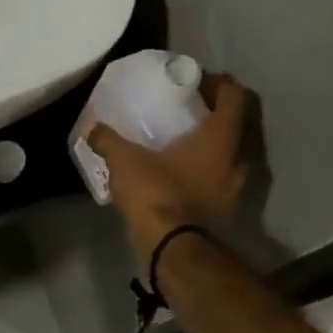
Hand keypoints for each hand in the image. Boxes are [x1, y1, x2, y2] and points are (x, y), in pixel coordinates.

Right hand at [87, 72, 249, 262]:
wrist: (175, 250)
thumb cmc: (158, 194)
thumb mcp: (125, 161)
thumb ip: (108, 140)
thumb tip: (92, 128)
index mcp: (222, 136)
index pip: (235, 95)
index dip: (218, 82)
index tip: (196, 82)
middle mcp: (239, 158)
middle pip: (238, 123)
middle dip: (216, 113)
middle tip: (188, 110)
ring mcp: (238, 188)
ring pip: (232, 154)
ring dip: (214, 145)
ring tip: (184, 143)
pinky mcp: (228, 210)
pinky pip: (222, 179)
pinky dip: (208, 171)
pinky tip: (183, 175)